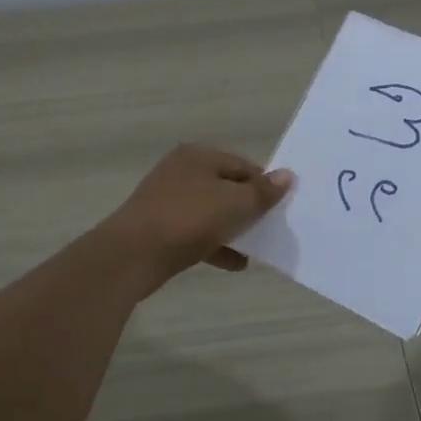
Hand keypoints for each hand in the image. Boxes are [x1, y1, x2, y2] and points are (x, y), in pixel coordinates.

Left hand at [96, 145, 292, 294]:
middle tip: (270, 228)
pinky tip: (235, 264)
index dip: (265, 186)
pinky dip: (216, 245)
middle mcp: (181, 171)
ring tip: (256, 248)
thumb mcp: (236, 204)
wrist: (133, 255)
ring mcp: (167, 200)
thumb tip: (287, 175)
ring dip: (234, 229)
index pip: (243, 165)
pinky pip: (196, 234)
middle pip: (227, 188)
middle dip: (249, 209)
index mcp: (198, 156)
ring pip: (211, 212)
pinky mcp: (159, 228)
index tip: (281, 210)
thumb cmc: (189, 220)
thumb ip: (263, 192)